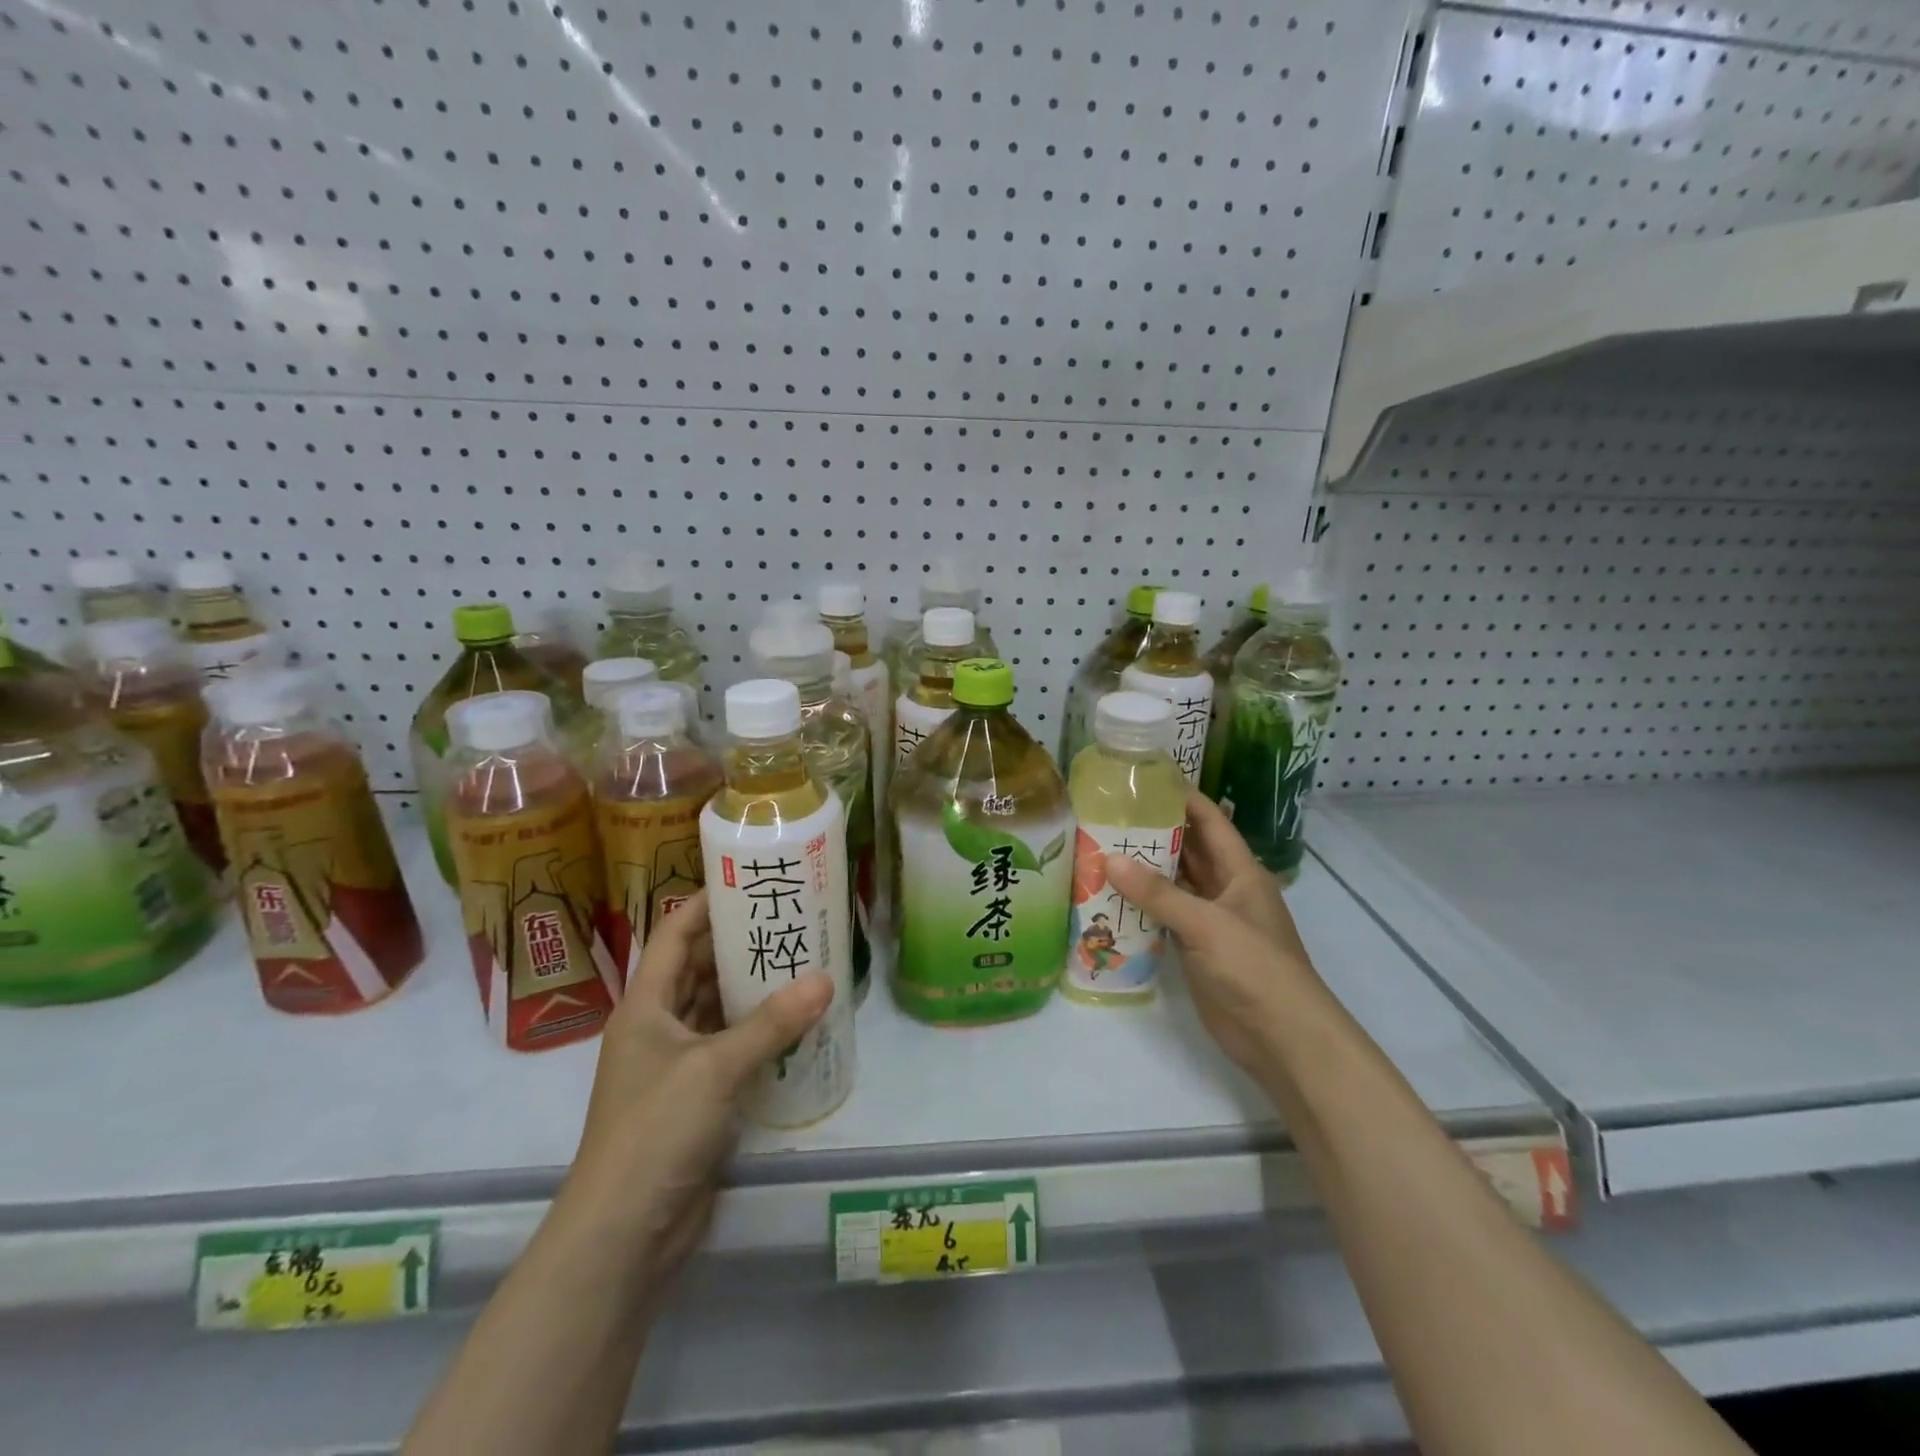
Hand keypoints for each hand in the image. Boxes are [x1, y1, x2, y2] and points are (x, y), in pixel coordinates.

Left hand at [556, 890, 833, 1292]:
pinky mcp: (696, 1099)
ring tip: (801, 960)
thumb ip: (771, 1023)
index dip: (705, 903)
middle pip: (698, 969)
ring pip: (717, 1010)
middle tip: (790, 918)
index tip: (746, 879)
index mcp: (645, 1006)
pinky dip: (758, 1033)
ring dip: (752, 989)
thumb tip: (825, 980)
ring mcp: (676, 1066)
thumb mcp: (714, 1068)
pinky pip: (731, 1049)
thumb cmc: (655, 1132)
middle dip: (739, 944)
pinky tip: (796, 1022)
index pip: (673, 935)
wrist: (623, 1236)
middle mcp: (658, 1027)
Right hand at [1105, 792, 1319, 1077]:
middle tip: (1109, 813)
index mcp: (1240, 872)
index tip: (1147, 779)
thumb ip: (1158, 893)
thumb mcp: (1206, 924)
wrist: (1282, 1038)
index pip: (1211, 822)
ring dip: (1145, 870)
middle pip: (1189, 851)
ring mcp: (1211, 921)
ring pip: (1175, 885)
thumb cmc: (1254, 967)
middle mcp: (1226, 890)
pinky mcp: (1197, 950)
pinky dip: (1143, 906)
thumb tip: (1109, 859)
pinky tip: (1110, 896)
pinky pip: (1166, 917)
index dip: (1184, 798)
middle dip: (1155, 832)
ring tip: (1101, 846)